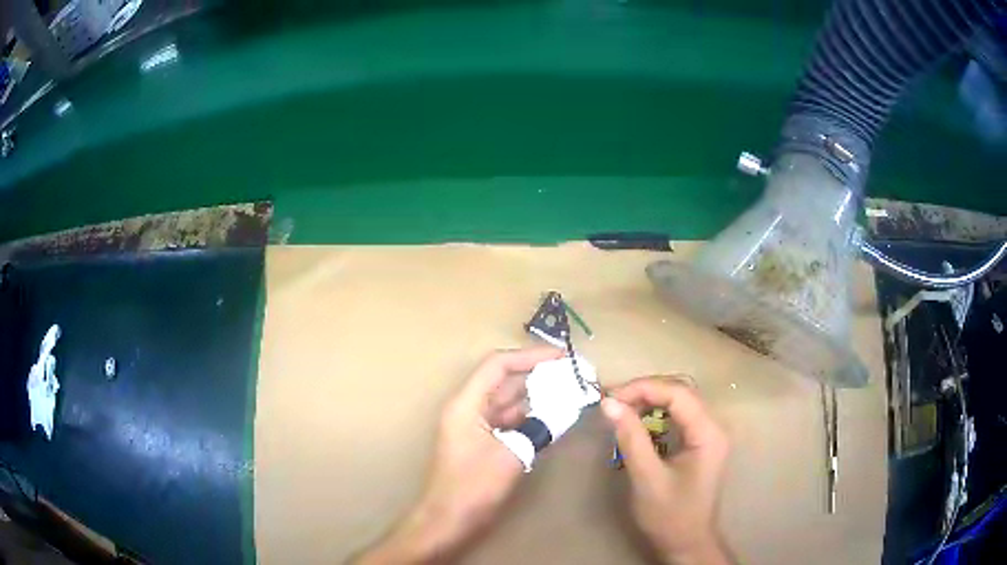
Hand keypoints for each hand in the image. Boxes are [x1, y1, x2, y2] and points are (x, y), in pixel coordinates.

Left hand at [355, 346, 563, 563]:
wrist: (447, 522)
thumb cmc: (472, 488)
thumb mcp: (511, 455)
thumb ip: (538, 428)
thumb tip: (564, 410)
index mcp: (466, 404)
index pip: (498, 365)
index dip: (530, 356)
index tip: (561, 357)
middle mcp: (468, 409)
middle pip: (504, 381)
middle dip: (537, 375)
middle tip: (571, 375)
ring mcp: (474, 427)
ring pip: (508, 402)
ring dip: (536, 397)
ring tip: (568, 393)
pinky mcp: (482, 444)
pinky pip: (509, 422)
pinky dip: (530, 418)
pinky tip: (553, 419)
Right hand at [601, 377, 731, 564]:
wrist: (686, 542)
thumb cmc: (669, 515)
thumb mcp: (647, 477)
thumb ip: (631, 437)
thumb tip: (609, 403)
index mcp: (708, 433)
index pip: (678, 393)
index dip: (643, 388)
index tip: (611, 398)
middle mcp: (714, 427)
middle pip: (681, 392)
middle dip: (645, 391)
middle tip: (612, 401)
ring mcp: (709, 434)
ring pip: (680, 401)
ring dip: (650, 400)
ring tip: (621, 408)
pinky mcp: (701, 443)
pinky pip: (679, 416)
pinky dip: (657, 413)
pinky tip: (638, 421)